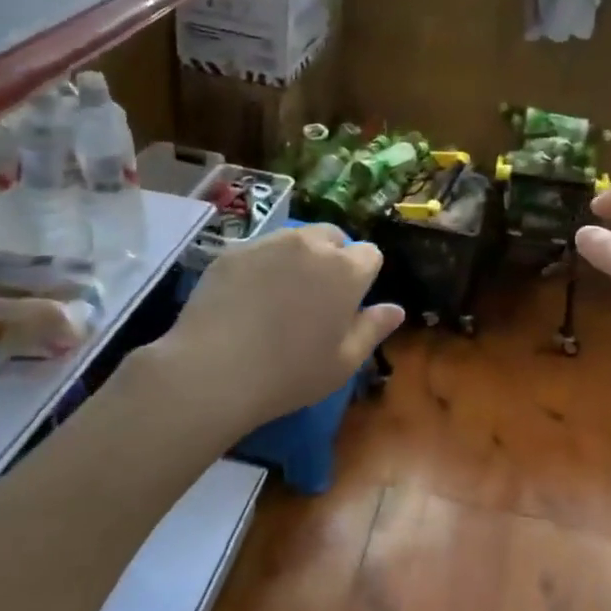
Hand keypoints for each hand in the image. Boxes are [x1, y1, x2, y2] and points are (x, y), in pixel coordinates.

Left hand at [147, 225, 404, 435]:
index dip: (363, 277)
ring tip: (282, 295)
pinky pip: (260, 249)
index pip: (370, 254)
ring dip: (299, 258)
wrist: (214, 370)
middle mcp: (310, 245)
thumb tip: (396, 309)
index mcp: (345, 270)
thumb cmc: (290, 373)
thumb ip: (373, 329)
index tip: (350, 303)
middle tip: (317, 297)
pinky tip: (249, 298)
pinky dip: (264, 265)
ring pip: (295, 239)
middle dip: (333, 258)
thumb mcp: (344, 362)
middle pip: (333, 237)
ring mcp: (268, 243)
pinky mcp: (233, 251)